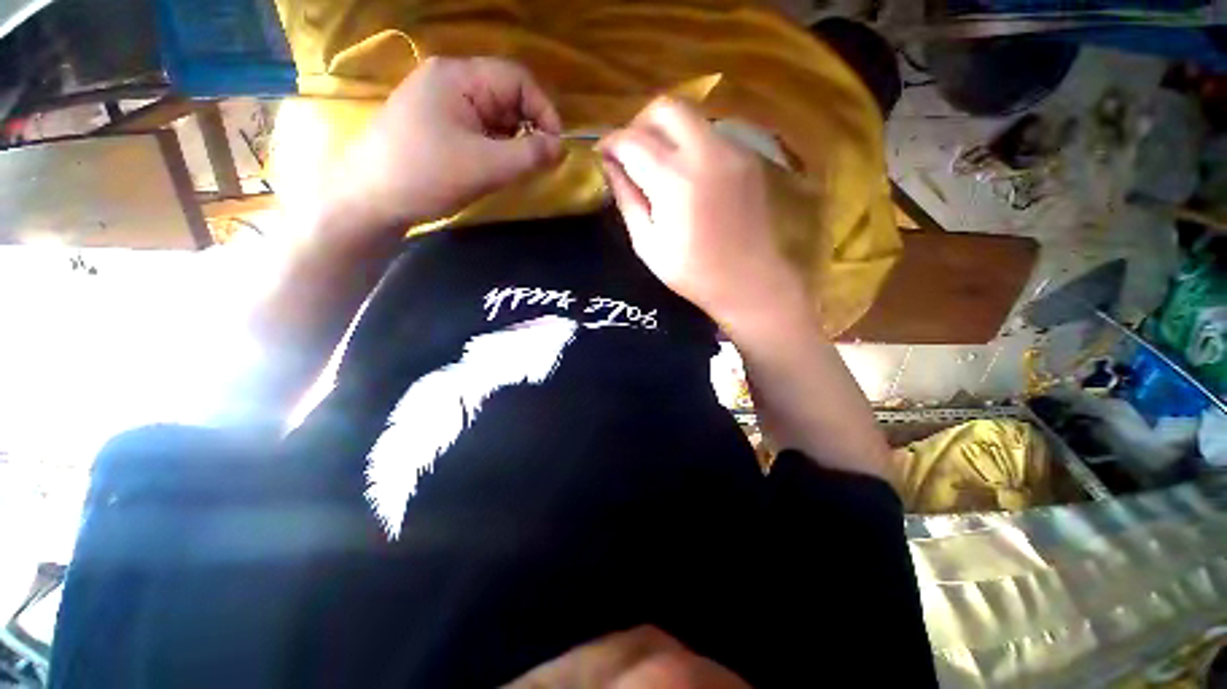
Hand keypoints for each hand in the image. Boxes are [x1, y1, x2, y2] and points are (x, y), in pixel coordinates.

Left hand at [334, 57, 563, 227]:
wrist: (371, 199)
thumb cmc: (427, 176)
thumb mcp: (487, 167)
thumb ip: (530, 155)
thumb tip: (561, 148)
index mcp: (458, 76)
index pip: (517, 79)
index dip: (544, 111)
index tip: (556, 148)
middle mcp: (449, 80)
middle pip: (506, 96)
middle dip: (528, 129)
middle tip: (535, 164)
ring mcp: (440, 102)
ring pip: (494, 115)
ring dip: (511, 142)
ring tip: (512, 170)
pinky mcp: (436, 124)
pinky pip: (478, 129)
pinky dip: (494, 148)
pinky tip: (492, 169)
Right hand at [597, 98, 807, 331]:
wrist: (749, 280)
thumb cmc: (693, 273)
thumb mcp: (648, 245)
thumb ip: (627, 200)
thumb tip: (610, 167)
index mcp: (675, 181)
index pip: (632, 140)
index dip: (610, 142)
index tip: (601, 155)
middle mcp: (706, 153)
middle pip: (665, 108)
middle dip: (639, 123)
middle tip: (630, 153)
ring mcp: (732, 150)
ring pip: (691, 116)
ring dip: (665, 131)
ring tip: (656, 164)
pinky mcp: (747, 157)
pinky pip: (710, 133)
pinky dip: (689, 143)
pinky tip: (686, 174)